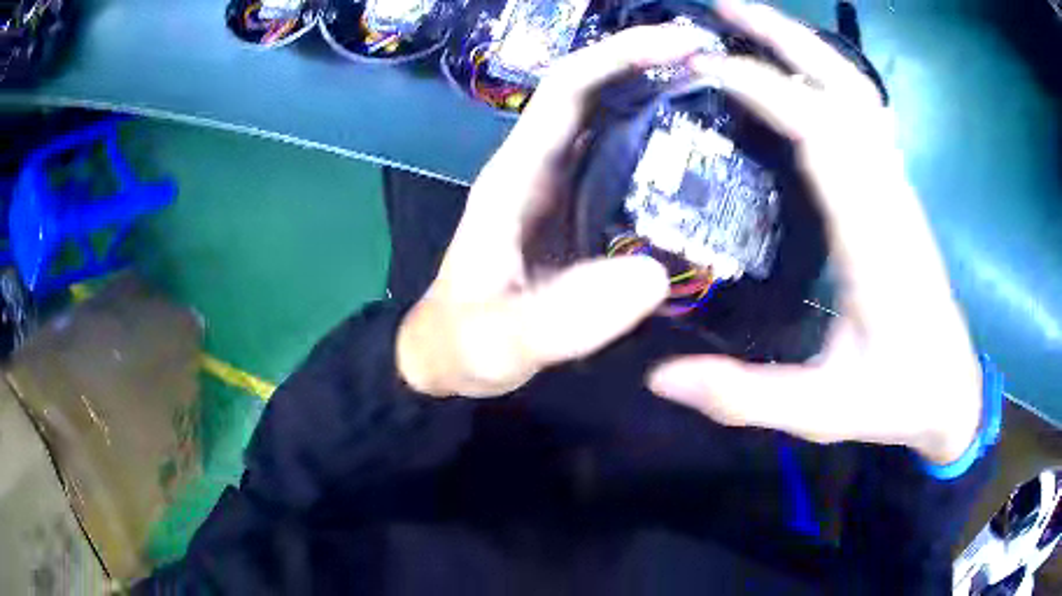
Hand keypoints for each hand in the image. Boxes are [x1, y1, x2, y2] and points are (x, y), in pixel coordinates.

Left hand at [397, 26, 719, 397]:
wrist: (450, 360)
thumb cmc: (462, 345)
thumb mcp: (498, 340)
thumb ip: (558, 320)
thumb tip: (651, 276)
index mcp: (516, 177)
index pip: (567, 91)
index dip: (618, 57)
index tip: (679, 45)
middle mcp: (542, 171)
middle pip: (598, 96)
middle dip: (651, 67)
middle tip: (720, 65)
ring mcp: (565, 193)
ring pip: (616, 128)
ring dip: (663, 103)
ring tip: (728, 103)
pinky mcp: (583, 219)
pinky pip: (628, 172)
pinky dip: (666, 155)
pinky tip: (706, 165)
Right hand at [648, 0, 981, 465]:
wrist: (950, 392)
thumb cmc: (897, 397)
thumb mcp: (820, 411)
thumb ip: (745, 396)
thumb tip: (661, 377)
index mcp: (875, 240)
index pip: (822, 134)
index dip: (764, 88)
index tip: (702, 65)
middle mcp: (890, 196)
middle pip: (845, 87)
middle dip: (785, 37)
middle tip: (722, 8)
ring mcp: (897, 188)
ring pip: (858, 92)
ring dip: (805, 47)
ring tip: (749, 23)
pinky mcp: (897, 193)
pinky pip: (864, 115)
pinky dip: (826, 78)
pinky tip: (795, 73)